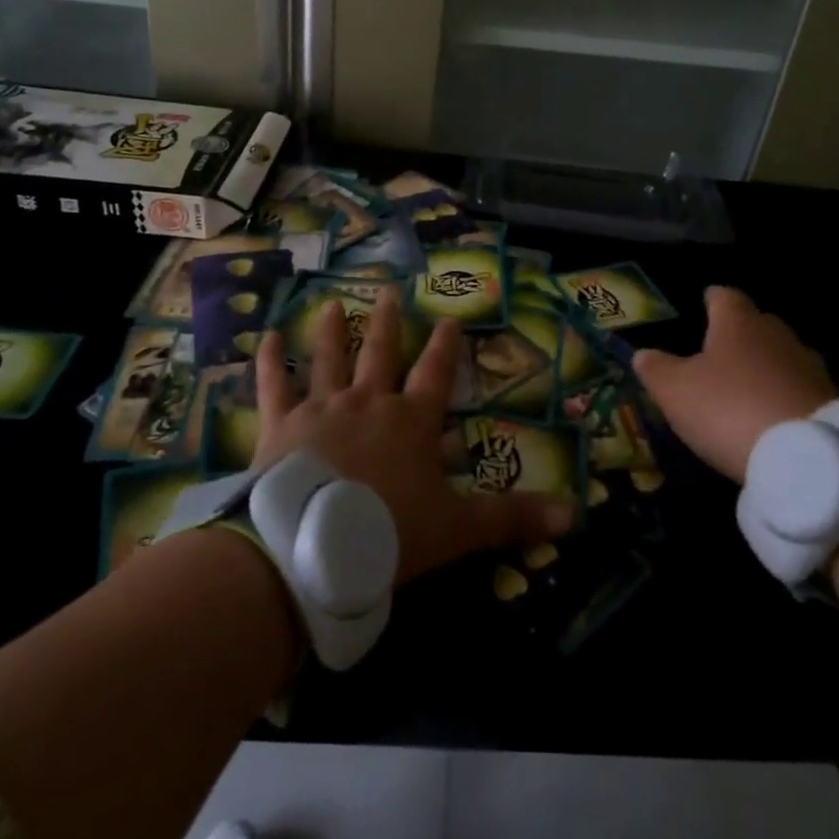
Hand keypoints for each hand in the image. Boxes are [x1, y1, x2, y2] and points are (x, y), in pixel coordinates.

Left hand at [251, 289, 572, 582]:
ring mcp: (322, 409)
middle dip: (387, 323)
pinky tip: (264, 338)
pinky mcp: (282, 425)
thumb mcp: (459, 529)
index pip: (435, 374)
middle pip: (380, 353)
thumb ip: (512, 518)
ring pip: (328, 359)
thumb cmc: (389, 532)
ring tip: (330, 304)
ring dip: (330, 332)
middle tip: (388, 291)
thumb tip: (575, 515)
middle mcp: (368, 402)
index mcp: (411, 421)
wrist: (313, 547)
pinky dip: (269, 362)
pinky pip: (274, 386)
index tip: (450, 318)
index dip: (445, 347)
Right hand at [632, 286, 838, 482]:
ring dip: (766, 367)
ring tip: (747, 386)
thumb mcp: (675, 391)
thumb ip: (656, 369)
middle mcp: (777, 335)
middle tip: (720, 350)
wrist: (806, 458)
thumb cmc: (729, 409)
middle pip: (757, 323)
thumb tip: (642, 354)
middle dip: (740, 333)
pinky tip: (772, 416)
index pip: (724, 296)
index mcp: (738, 323)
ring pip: (782, 356)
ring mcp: (809, 367)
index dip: (712, 299)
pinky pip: (800, 389)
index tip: (705, 302)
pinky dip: (784, 396)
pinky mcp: (831, 402)